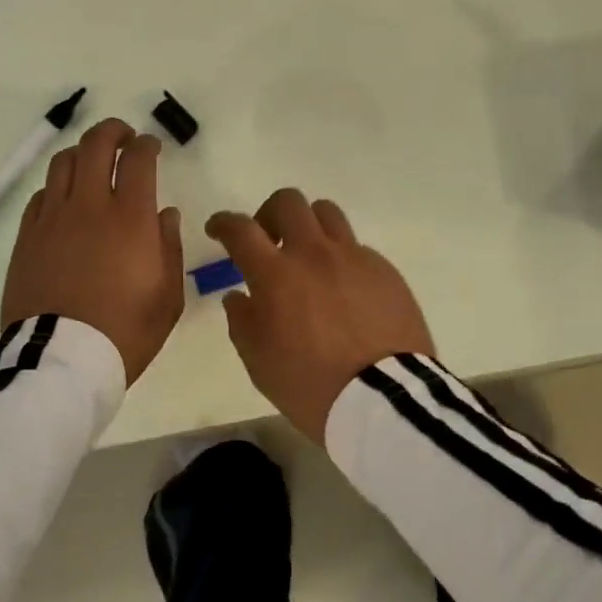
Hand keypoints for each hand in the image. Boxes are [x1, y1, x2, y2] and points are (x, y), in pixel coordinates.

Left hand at [1, 118, 184, 383]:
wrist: (60, 361)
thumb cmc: (125, 331)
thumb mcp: (167, 296)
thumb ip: (170, 247)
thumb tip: (165, 214)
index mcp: (130, 218)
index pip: (137, 159)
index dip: (146, 144)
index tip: (151, 146)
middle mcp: (89, 206)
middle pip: (95, 145)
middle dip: (112, 131)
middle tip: (123, 138)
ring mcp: (52, 219)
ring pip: (63, 162)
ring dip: (82, 152)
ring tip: (93, 163)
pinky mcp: (27, 237)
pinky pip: (41, 195)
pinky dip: (58, 187)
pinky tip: (65, 200)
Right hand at [205, 190, 433, 444]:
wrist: (384, 399)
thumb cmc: (310, 385)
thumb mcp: (259, 362)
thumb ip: (242, 321)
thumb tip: (238, 296)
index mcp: (275, 274)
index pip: (241, 229)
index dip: (223, 222)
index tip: (217, 229)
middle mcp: (313, 253)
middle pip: (288, 202)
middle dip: (269, 214)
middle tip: (268, 240)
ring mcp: (353, 257)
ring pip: (326, 212)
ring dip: (308, 226)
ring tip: (307, 255)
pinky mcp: (384, 270)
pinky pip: (356, 247)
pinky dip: (340, 258)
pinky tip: (343, 289)